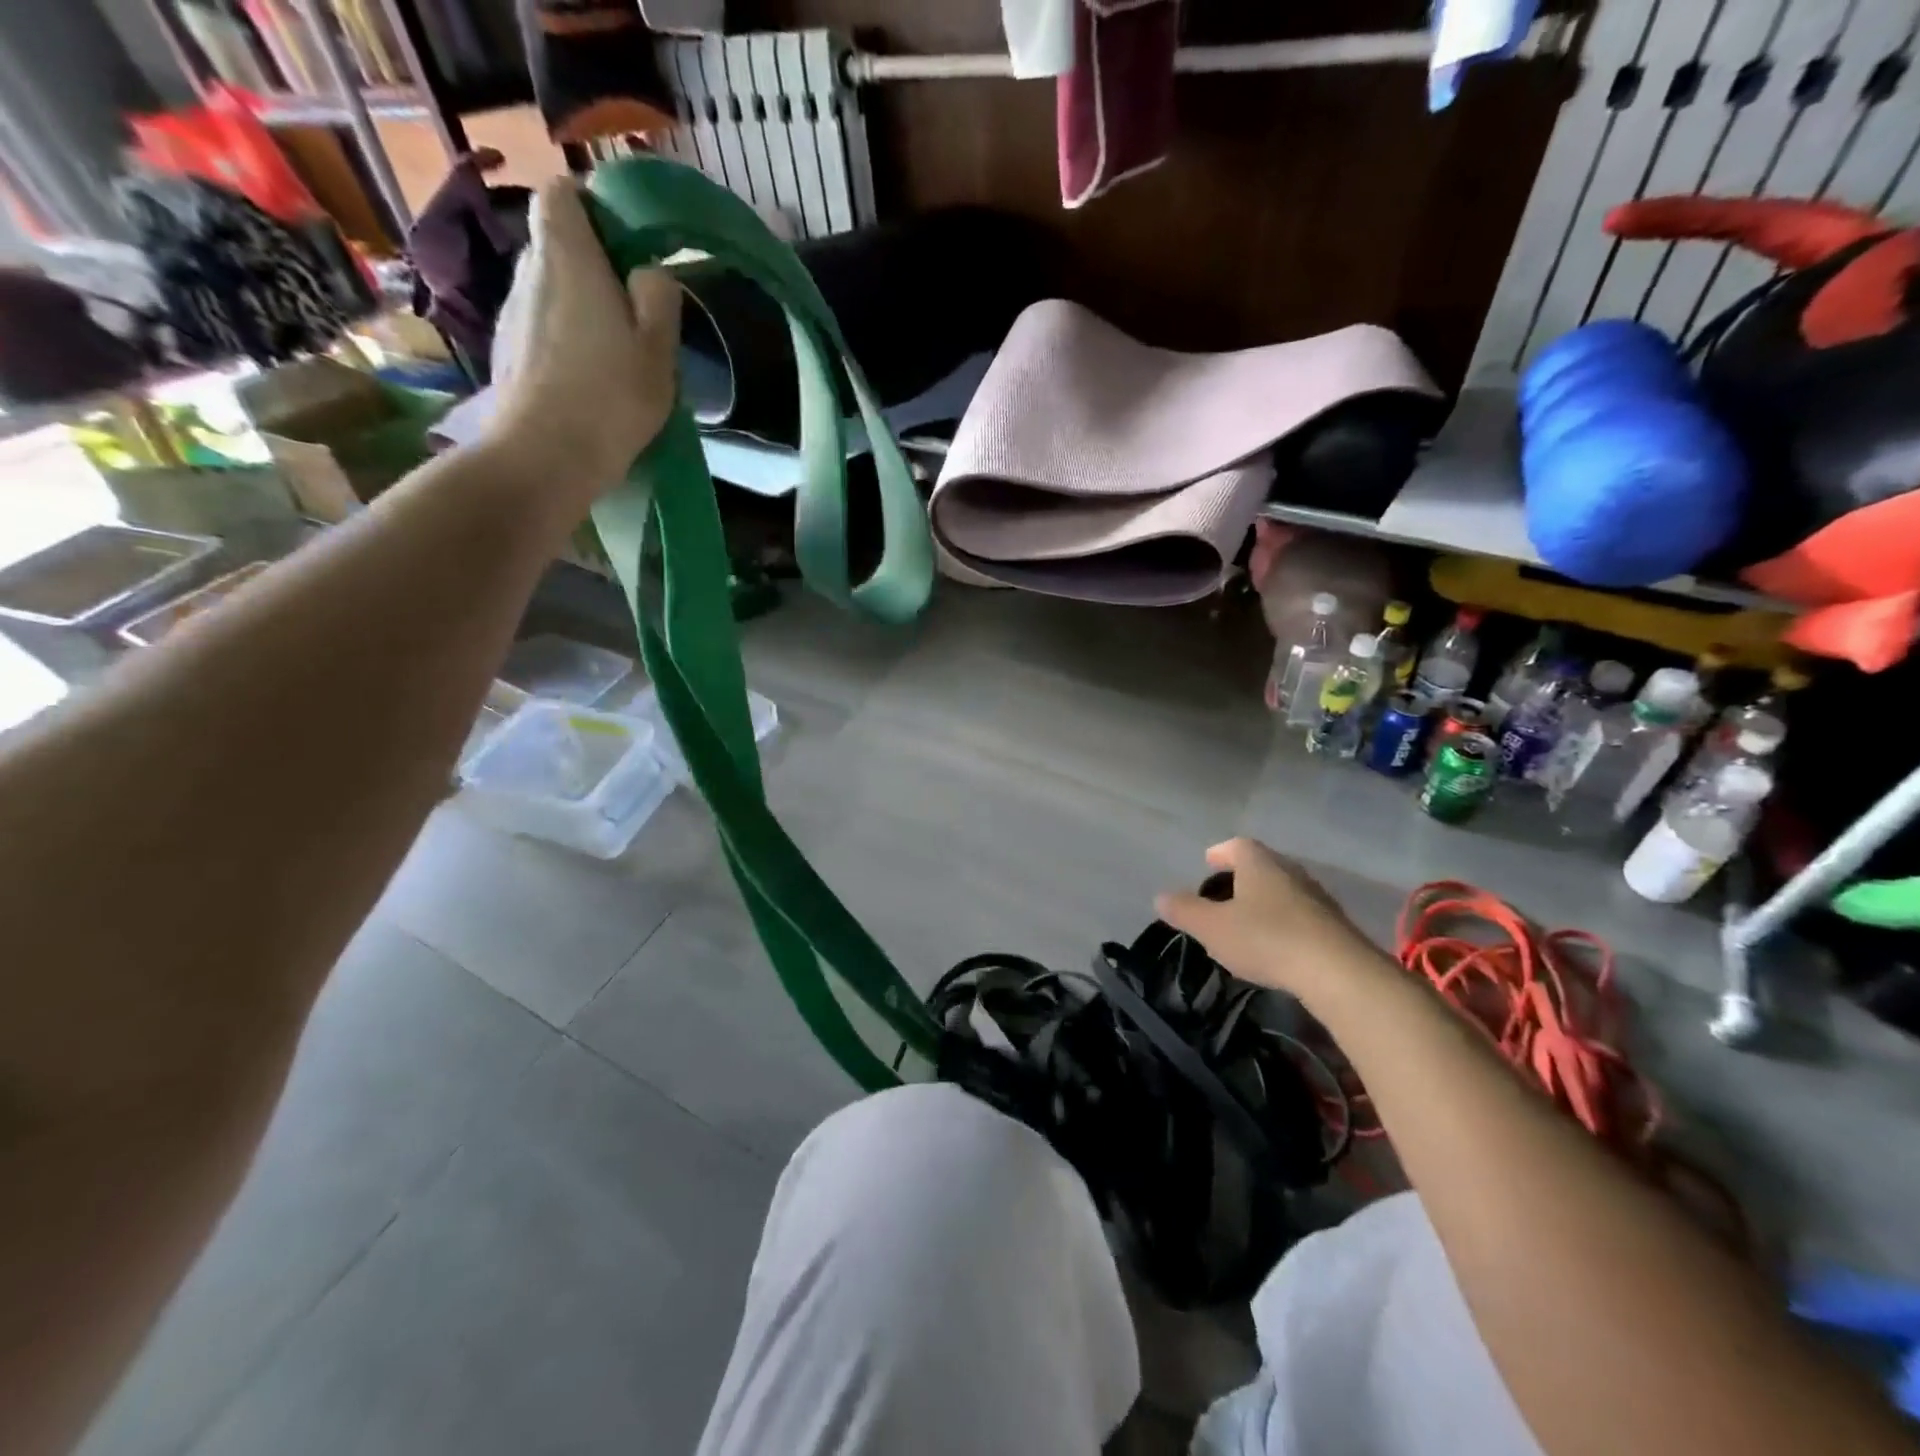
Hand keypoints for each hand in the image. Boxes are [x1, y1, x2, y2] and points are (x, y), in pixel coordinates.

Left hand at [485, 177, 681, 499]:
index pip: (563, 193)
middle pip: (557, 244)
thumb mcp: (659, 347)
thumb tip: (648, 272)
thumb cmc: (611, 396)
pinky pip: (540, 328)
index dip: (595, 207)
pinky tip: (588, 381)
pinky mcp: (506, 352)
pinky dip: (563, 340)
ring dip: (580, 309)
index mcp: (566, 255)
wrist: (546, 456)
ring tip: (615, 354)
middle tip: (634, 311)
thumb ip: (659, 296)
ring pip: (550, 291)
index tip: (628, 246)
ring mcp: (511, 313)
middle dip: (594, 265)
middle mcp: (528, 271)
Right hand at [1154, 837, 1391, 1004]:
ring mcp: (1317, 897)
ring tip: (1246, 924)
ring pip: (1283, 891)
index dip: (1219, 853)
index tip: (1208, 863)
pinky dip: (1284, 924)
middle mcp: (1290, 871)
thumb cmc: (1266, 939)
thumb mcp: (1212, 928)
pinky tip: (1276, 947)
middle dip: (1241, 878)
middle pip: (1261, 866)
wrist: (1339, 972)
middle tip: (1222, 896)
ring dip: (1265, 902)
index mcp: (1258, 863)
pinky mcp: (1335, 926)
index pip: (1236, 845)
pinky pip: (1301, 916)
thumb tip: (1160, 896)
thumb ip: (1184, 911)